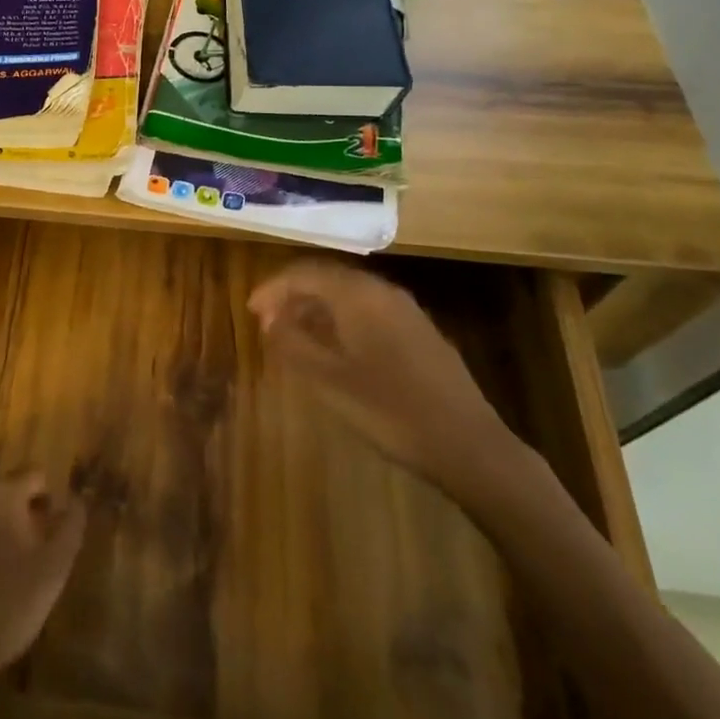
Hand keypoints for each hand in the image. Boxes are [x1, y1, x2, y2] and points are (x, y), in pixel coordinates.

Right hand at [248, 259, 509, 492]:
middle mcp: (383, 292)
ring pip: (349, 295)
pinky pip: (368, 311)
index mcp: (359, 295)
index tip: (251, 311)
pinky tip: (335, 349)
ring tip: (293, 336)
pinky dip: (341, 320)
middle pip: (328, 278)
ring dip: (317, 308)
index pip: (305, 273)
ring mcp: (406, 311)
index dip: (273, 288)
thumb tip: (270, 320)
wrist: (468, 445)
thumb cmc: (390, 411)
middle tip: (267, 322)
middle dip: (293, 295)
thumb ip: (293, 345)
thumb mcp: (329, 381)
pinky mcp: (420, 333)